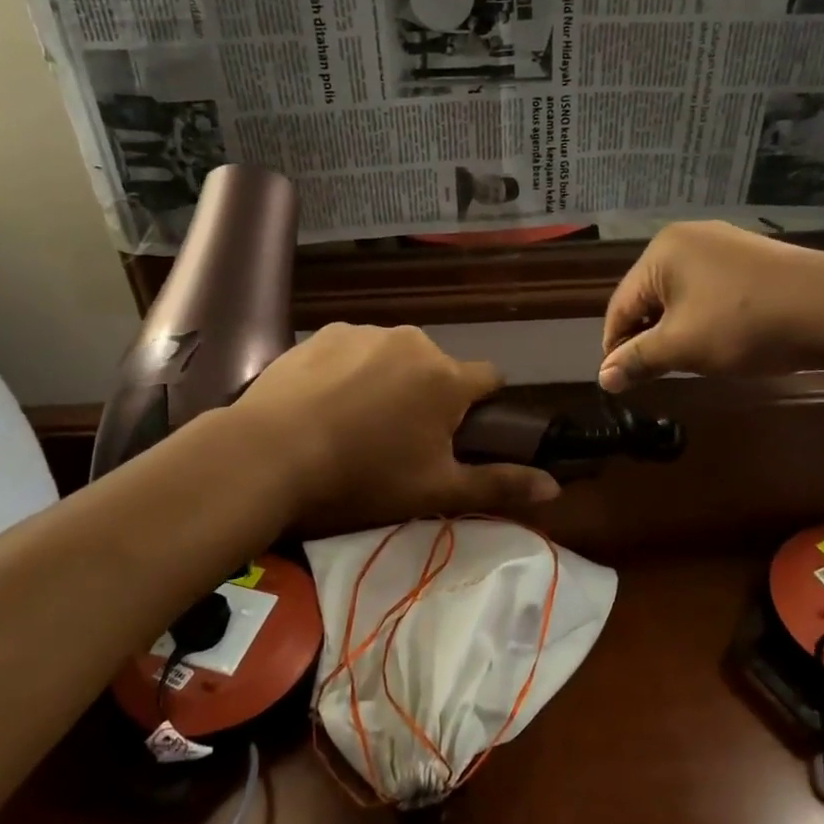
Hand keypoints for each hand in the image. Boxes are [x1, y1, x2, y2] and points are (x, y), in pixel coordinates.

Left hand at [235, 323, 560, 528]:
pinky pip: (352, 351)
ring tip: (353, 423)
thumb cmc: (362, 477)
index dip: (482, 408)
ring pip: (394, 357)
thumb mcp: (435, 491)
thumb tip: (555, 487)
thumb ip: (498, 484)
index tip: (460, 434)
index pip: (490, 380)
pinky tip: (323, 403)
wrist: (269, 455)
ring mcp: (364, 332)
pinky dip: (349, 371)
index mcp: (446, 378)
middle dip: (429, 398)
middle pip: (437, 370)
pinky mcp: (322, 333)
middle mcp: (413, 342)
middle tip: (397, 442)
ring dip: (388, 381)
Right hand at [600, 221, 823, 390]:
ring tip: (686, 362)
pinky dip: (702, 318)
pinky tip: (717, 340)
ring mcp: (723, 244)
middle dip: (648, 338)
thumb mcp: (683, 346)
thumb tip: (603, 378)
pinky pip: (708, 291)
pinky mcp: (750, 259)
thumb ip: (638, 360)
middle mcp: (687, 239)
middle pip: (649, 298)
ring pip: (680, 296)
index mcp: (661, 252)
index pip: (621, 306)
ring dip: (675, 331)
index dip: (616, 347)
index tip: (619, 382)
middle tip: (654, 375)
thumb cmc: (745, 324)